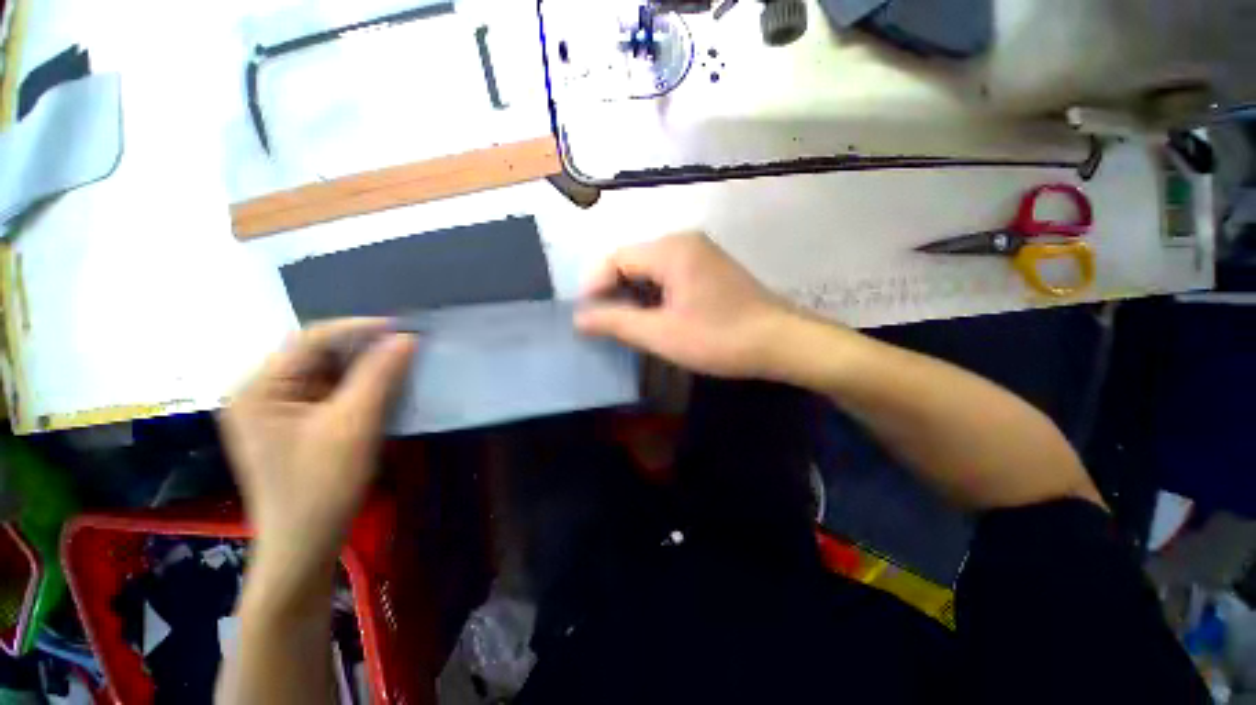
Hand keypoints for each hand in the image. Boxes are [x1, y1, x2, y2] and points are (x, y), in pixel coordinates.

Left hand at [219, 319, 415, 592]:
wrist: (305, 545)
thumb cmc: (322, 486)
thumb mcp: (354, 425)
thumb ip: (379, 376)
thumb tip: (406, 337)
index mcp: (260, 389)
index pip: (310, 340)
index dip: (359, 329)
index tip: (404, 329)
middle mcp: (260, 394)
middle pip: (316, 356)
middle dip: (362, 350)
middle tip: (406, 349)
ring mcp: (275, 411)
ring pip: (326, 374)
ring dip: (363, 370)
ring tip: (400, 366)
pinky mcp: (292, 426)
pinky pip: (328, 394)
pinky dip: (357, 389)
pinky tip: (382, 391)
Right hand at [575, 233, 798, 378]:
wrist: (781, 343)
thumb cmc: (719, 338)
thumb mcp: (661, 334)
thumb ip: (616, 323)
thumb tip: (579, 317)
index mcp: (671, 249)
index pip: (615, 258)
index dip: (595, 286)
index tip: (586, 317)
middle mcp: (684, 241)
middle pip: (632, 261)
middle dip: (613, 292)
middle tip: (604, 324)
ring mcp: (699, 253)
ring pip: (649, 269)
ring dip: (633, 295)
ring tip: (625, 324)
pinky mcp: (709, 268)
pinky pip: (668, 275)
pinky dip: (653, 295)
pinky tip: (653, 317)